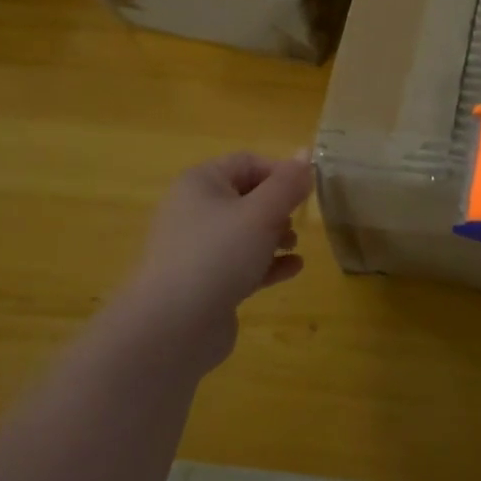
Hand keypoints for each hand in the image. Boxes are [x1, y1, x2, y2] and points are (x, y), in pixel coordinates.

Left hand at [116, 153, 314, 375]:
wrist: (172, 326)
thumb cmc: (218, 255)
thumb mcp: (261, 213)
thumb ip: (288, 184)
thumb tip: (307, 153)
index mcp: (201, 183)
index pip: (248, 162)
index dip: (281, 172)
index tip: (307, 192)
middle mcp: (194, 210)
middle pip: (246, 196)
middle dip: (278, 206)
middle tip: (299, 221)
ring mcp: (197, 249)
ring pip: (244, 232)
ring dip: (275, 235)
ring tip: (295, 246)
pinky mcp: (205, 282)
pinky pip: (241, 263)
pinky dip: (267, 263)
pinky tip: (293, 269)